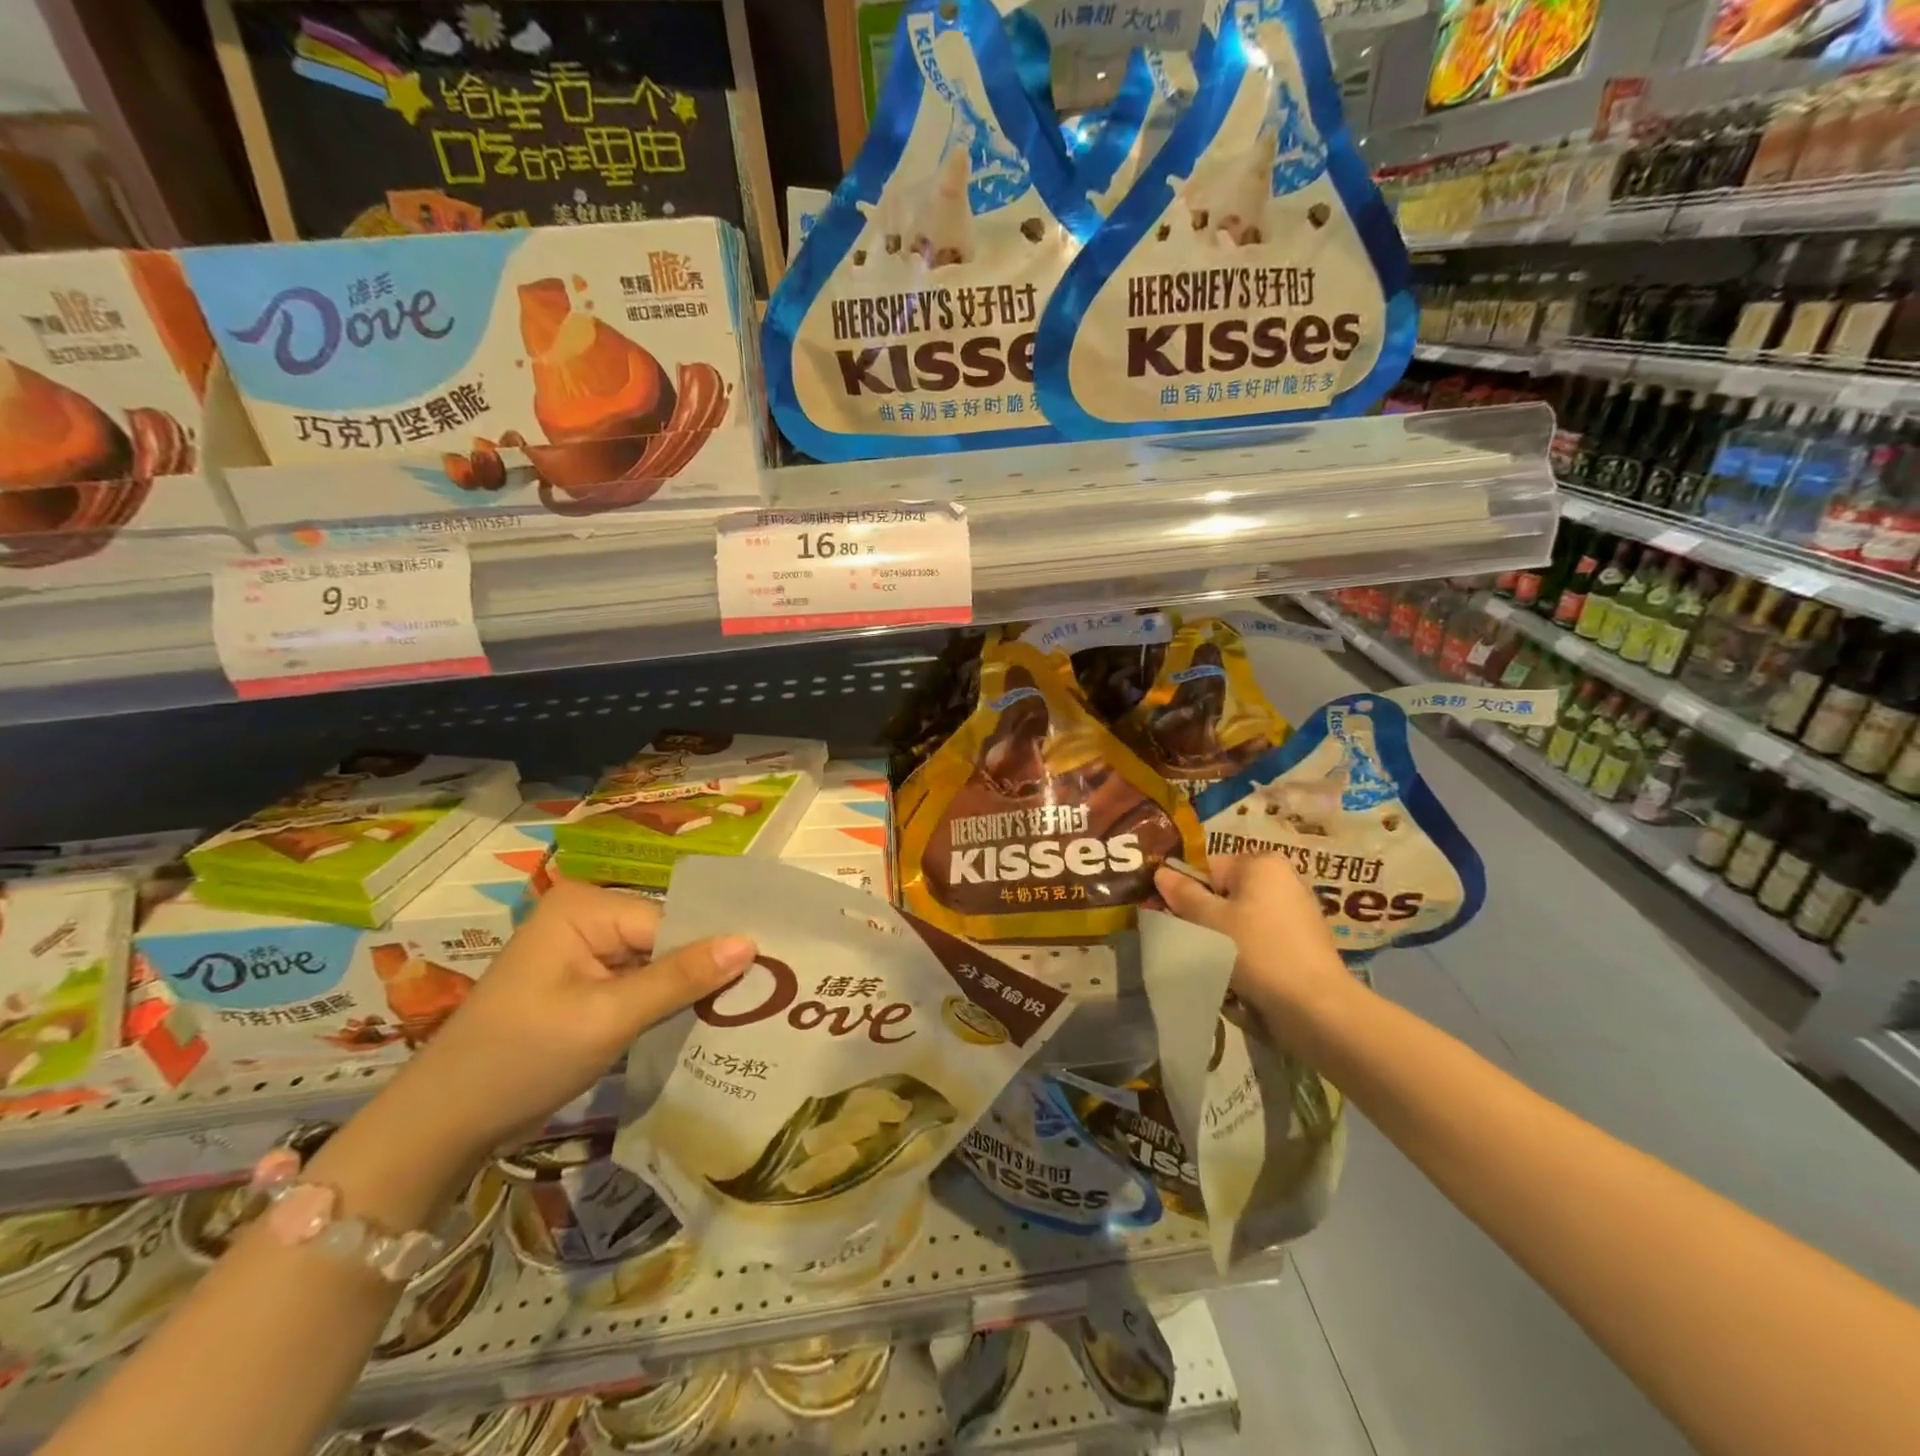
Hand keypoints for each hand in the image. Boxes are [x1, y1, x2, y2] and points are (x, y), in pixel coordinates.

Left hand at [386, 879, 754, 1159]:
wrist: (440, 1126)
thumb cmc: (521, 1060)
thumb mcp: (608, 1018)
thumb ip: (681, 978)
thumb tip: (751, 943)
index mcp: (586, 906)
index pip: (671, 921)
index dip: (712, 952)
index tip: (764, 980)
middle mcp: (586, 916)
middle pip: (666, 938)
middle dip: (701, 971)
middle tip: (759, 999)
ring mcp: (581, 951)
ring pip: (656, 963)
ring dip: (685, 992)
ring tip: (738, 1013)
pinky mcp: (581, 984)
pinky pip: (637, 984)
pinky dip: (661, 1005)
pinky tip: (696, 1023)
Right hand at [1154, 855, 1356, 1054]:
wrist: (1315, 1005)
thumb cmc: (1257, 950)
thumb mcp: (1209, 921)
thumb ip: (1183, 894)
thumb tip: (1161, 872)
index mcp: (1262, 863)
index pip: (1208, 868)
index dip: (1188, 892)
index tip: (1176, 918)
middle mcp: (1284, 878)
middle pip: (1227, 892)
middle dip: (1208, 915)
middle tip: (1195, 941)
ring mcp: (1298, 909)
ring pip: (1243, 917)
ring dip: (1226, 936)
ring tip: (1219, 962)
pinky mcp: (1305, 940)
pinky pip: (1263, 936)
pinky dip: (1249, 950)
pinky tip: (1243, 973)